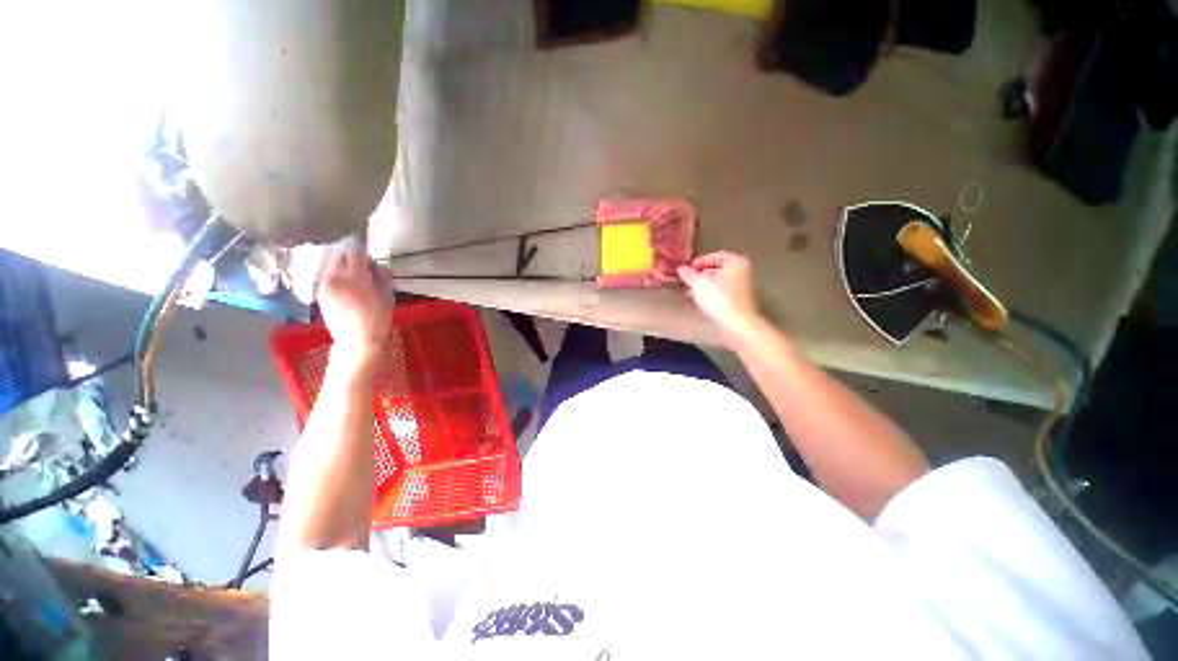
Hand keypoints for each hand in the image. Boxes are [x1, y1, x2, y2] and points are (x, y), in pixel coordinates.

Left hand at [317, 245, 392, 367]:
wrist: (355, 340)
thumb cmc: (377, 319)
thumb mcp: (387, 296)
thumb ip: (382, 276)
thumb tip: (375, 264)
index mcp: (354, 277)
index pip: (355, 251)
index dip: (362, 246)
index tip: (367, 245)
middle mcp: (335, 277)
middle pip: (338, 254)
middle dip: (349, 252)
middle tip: (360, 256)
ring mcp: (324, 284)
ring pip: (330, 263)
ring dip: (341, 261)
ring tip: (352, 266)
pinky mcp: (320, 292)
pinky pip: (327, 274)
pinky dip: (335, 271)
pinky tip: (345, 279)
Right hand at [678, 251, 759, 338]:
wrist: (737, 323)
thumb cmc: (719, 298)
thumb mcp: (698, 283)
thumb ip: (688, 274)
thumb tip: (681, 269)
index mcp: (736, 261)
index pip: (715, 256)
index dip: (699, 262)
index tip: (688, 270)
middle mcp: (743, 271)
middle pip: (718, 268)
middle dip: (701, 275)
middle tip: (688, 281)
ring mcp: (743, 286)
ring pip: (720, 281)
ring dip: (705, 286)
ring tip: (692, 293)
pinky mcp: (740, 300)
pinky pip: (723, 292)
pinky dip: (712, 294)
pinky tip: (702, 301)